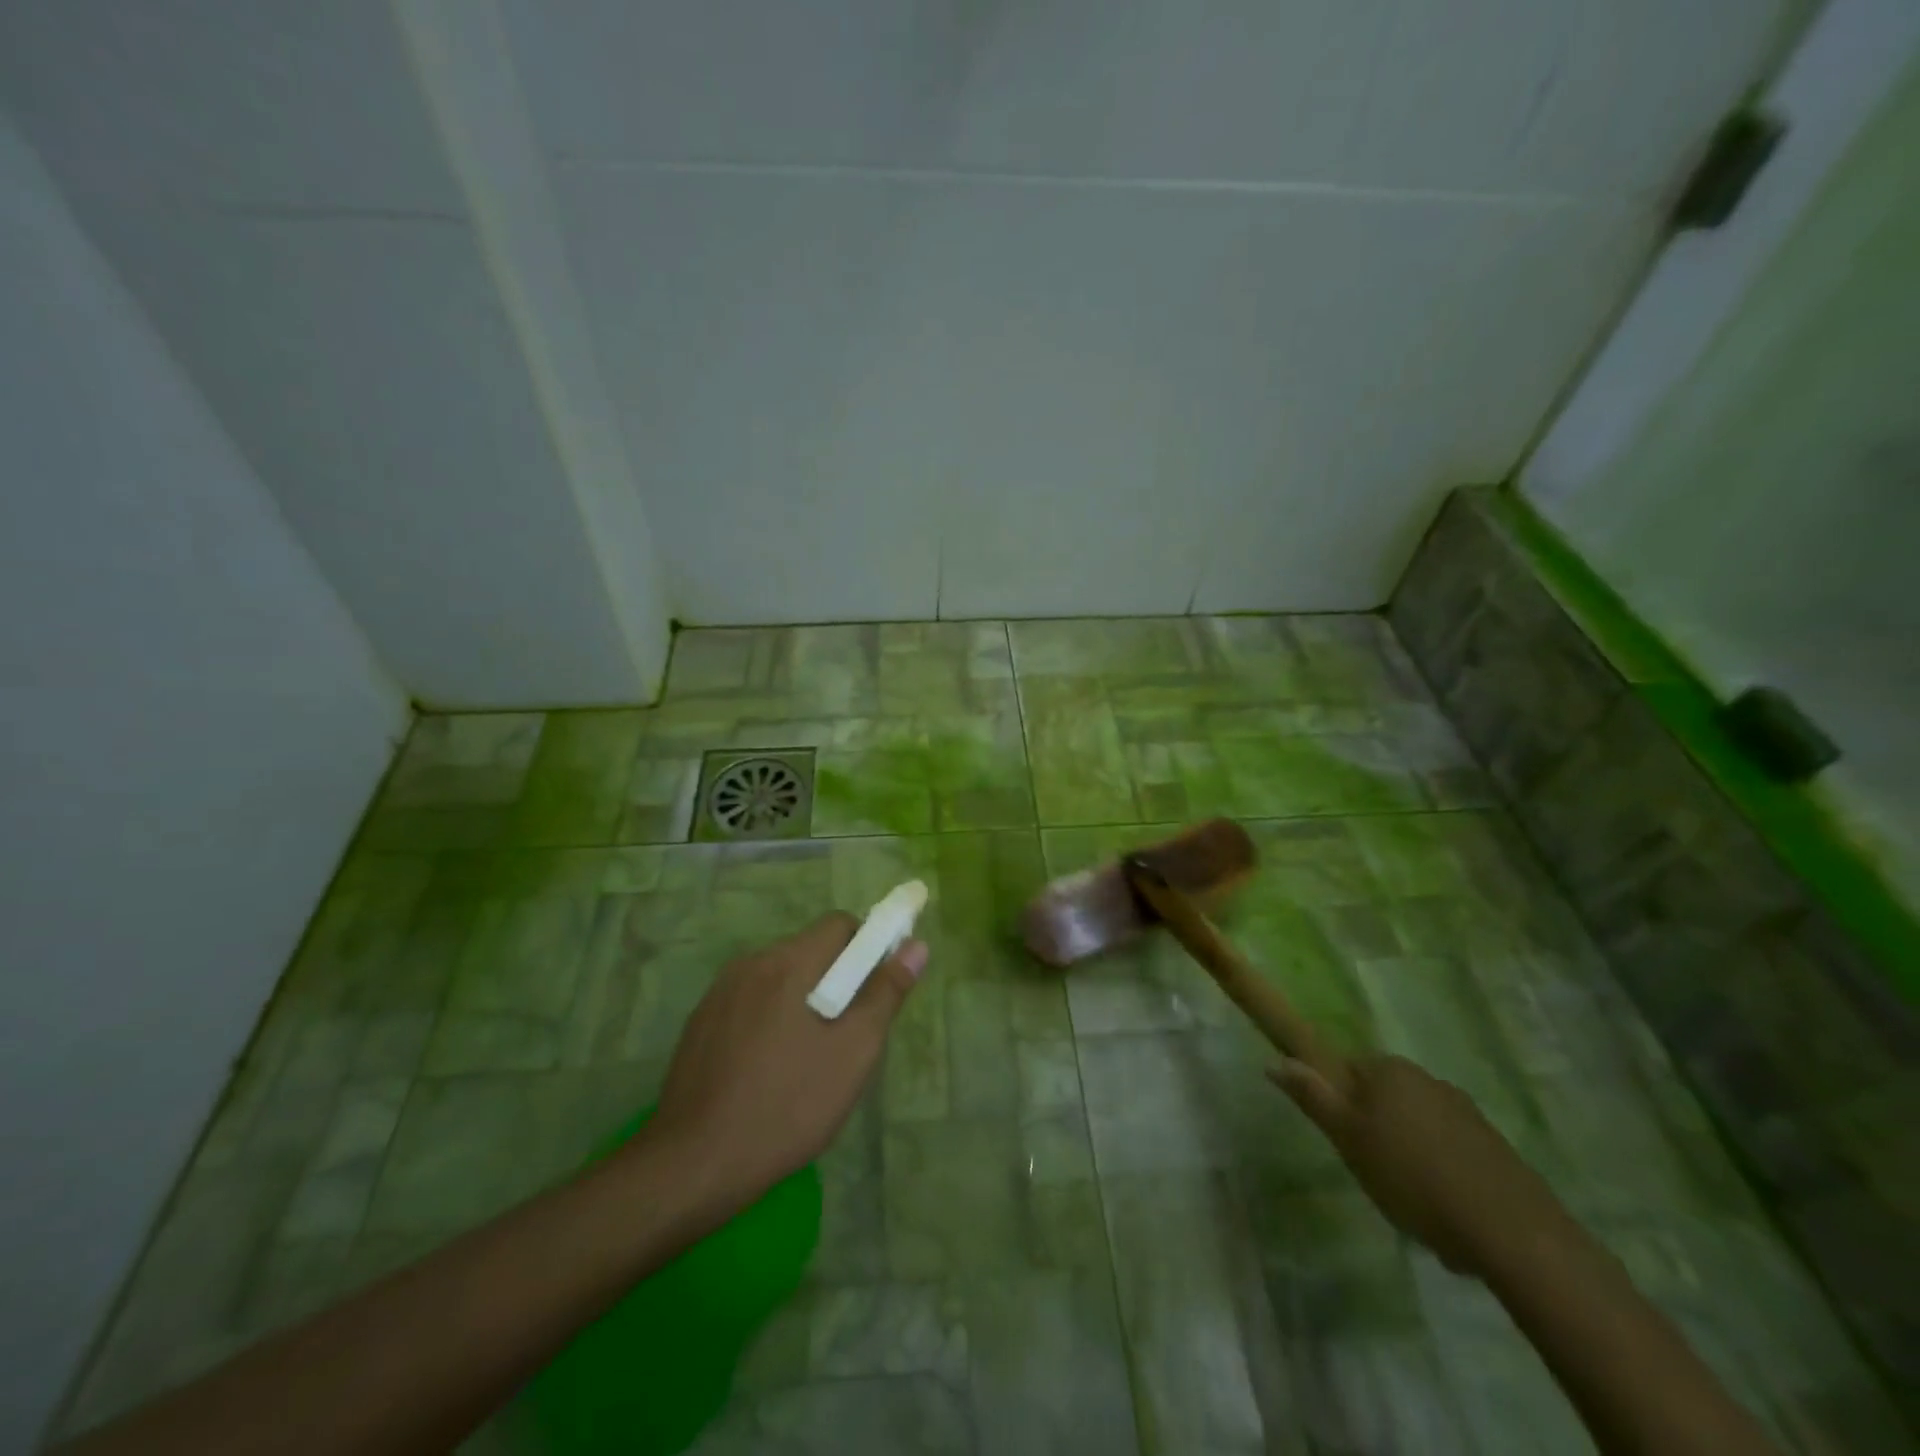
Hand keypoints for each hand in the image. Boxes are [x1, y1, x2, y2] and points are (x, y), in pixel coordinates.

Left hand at [640, 913, 927, 1212]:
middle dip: (836, 980)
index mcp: (788, 962)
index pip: (840, 925)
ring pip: (779, 978)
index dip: (867, 948)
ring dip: (802, 1000)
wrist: (693, 1165)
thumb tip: (916, 946)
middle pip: (809, 950)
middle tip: (846, 1035)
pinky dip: (770, 1019)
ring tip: (808, 1059)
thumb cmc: (787, 1106)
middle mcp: (750, 964)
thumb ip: (886, 993)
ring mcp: (719, 993)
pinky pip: (751, 1002)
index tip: (875, 991)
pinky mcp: (700, 1023)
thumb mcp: (853, 1053)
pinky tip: (769, 1070)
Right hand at [1271, 1053, 1570, 1278]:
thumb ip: (1312, 1097)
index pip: (1347, 1071)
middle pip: (1384, 1097)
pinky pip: (1450, 1150)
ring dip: (1409, 1153)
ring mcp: (1465, 1110)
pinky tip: (1445, 1210)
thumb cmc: (1413, 1177)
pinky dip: (1442, 1172)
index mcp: (1388, 1070)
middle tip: (1372, 1172)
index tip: (1344, 1141)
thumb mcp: (1348, 1139)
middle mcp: (1426, 1078)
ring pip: (1417, 1125)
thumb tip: (1274, 1060)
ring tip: (1411, 1200)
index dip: (1340, 1104)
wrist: (1512, 1232)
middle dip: (1375, 1130)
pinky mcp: (1494, 1146)